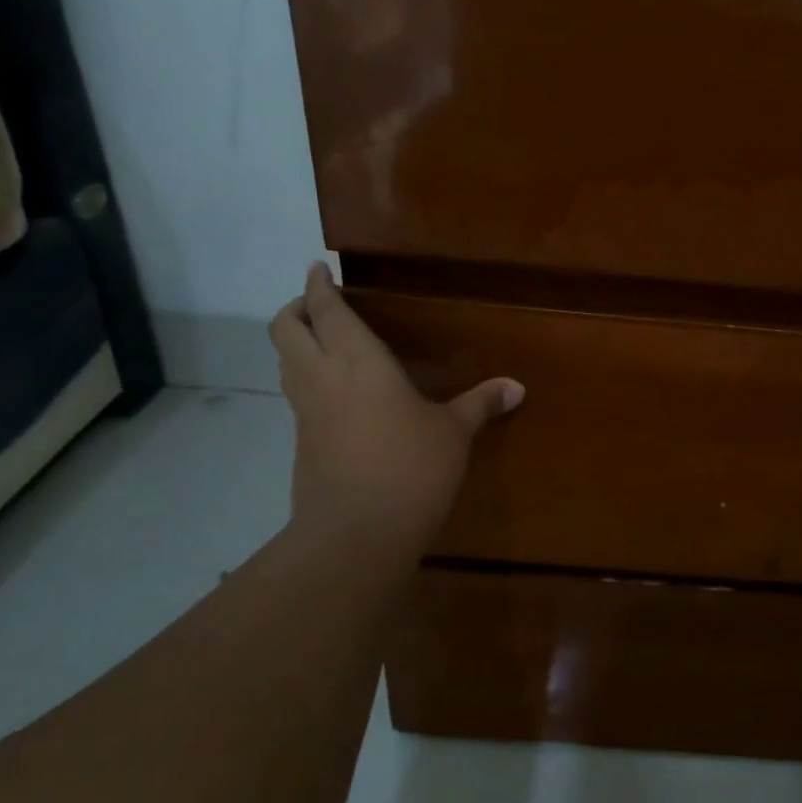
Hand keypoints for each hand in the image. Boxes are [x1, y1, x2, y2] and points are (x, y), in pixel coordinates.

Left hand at [268, 262, 522, 558]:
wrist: (357, 533)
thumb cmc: (412, 469)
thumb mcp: (454, 434)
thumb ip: (480, 405)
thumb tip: (517, 386)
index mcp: (359, 362)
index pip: (327, 311)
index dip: (318, 286)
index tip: (318, 269)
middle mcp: (323, 377)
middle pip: (286, 329)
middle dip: (296, 309)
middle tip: (319, 304)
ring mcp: (307, 412)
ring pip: (284, 362)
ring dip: (296, 343)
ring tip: (324, 342)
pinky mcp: (303, 443)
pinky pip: (297, 395)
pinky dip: (306, 378)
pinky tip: (338, 394)